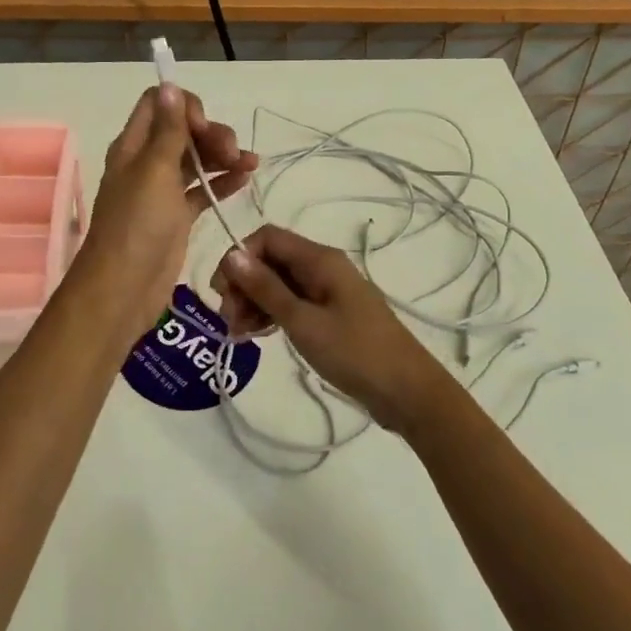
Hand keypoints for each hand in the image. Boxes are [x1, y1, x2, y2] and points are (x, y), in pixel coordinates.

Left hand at [76, 84, 256, 343]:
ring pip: (196, 160)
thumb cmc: (137, 225)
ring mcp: (162, 192)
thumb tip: (170, 85)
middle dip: (211, 133)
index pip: (158, 105)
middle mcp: (146, 164)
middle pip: (182, 131)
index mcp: (133, 147)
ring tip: (250, 164)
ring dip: (222, 156)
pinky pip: (202, 190)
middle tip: (232, 152)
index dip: (185, 106)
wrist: (124, 288)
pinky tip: (246, 178)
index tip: (203, 126)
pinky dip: (222, 182)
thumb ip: (167, 130)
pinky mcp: (176, 217)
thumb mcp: (154, 171)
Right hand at [211, 224, 450, 432]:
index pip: (267, 238)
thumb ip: (266, 288)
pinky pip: (292, 303)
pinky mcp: (330, 315)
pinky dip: (271, 315)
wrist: (407, 392)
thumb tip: (232, 256)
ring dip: (254, 303)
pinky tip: (258, 336)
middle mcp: (323, 267)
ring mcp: (327, 292)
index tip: (223, 294)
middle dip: (243, 285)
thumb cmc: (354, 353)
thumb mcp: (303, 321)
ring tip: (240, 334)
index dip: (240, 258)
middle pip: (270, 260)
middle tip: (230, 322)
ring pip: (278, 284)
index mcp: (320, 259)